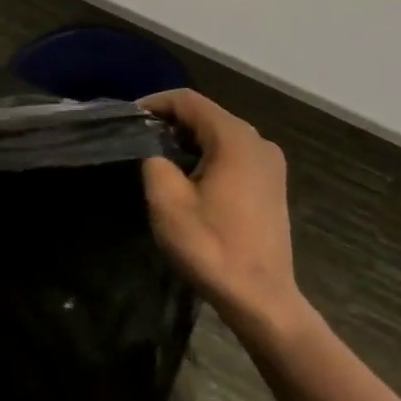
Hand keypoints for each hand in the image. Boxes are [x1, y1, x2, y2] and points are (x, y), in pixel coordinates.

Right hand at [139, 90, 303, 323]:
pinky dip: (208, 155)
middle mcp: (258, 142)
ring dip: (189, 140)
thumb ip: (155, 163)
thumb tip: (155, 154)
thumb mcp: (167, 203)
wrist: (260, 298)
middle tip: (139, 137)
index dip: (155, 103)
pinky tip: (188, 176)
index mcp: (235, 139)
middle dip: (171, 121)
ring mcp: (270, 164)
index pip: (189, 101)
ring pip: (221, 135)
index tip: (129, 118)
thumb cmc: (212, 247)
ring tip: (157, 156)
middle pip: (207, 115)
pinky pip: (234, 155)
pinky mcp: (271, 185)